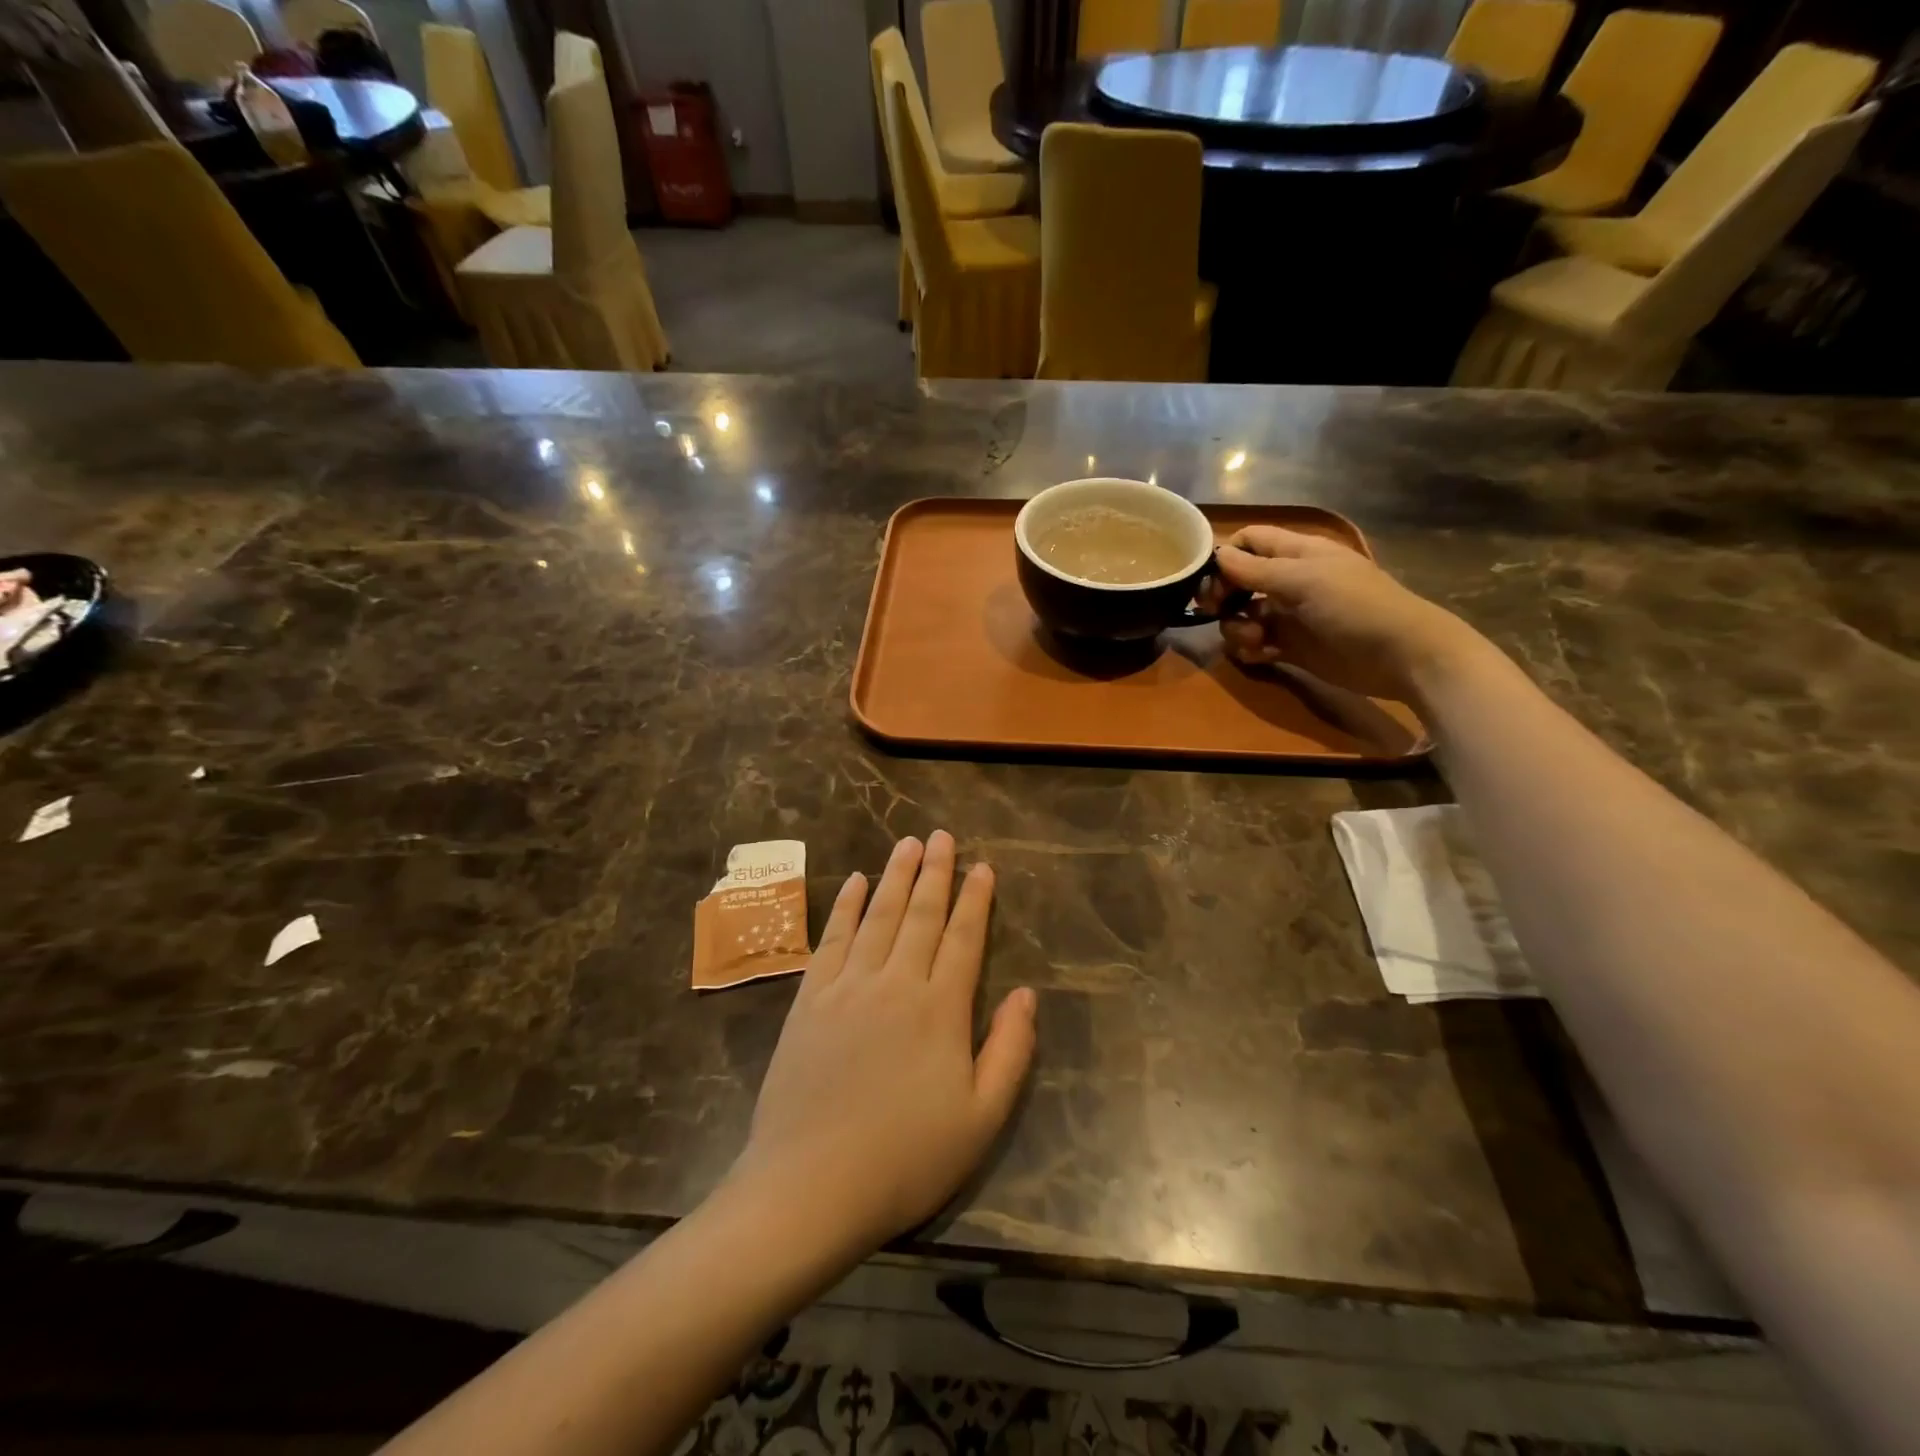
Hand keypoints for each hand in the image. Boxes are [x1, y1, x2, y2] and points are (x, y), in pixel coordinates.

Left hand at [728, 832, 1035, 1258]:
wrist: (810, 1186)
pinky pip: (832, 939)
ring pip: (878, 916)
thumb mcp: (981, 1119)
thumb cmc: (905, 1158)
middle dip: (935, 872)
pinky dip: (846, 907)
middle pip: (921, 915)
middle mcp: (895, 983)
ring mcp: (847, 987)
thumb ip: (1009, 1051)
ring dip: (895, 876)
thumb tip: (1026, 994)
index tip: (982, 866)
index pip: (964, 938)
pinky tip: (855, 883)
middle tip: (942, 835)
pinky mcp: (810, 1000)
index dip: (975, 899)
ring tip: (907, 843)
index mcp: (940, 1009)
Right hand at [1196, 527, 1482, 700]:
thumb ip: (1256, 569)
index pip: (1250, 541)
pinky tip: (1262, 656)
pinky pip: (1255, 644)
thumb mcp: (1304, 580)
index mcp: (1296, 553)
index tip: (1210, 579)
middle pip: (1239, 580)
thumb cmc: (1355, 606)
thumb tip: (1217, 555)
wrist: (1401, 656)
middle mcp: (1289, 581)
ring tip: (1254, 639)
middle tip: (1213, 612)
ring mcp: (1289, 615)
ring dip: (1236, 627)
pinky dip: (1250, 649)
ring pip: (1242, 615)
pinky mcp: (1291, 647)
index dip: (1226, 555)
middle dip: (1223, 596)